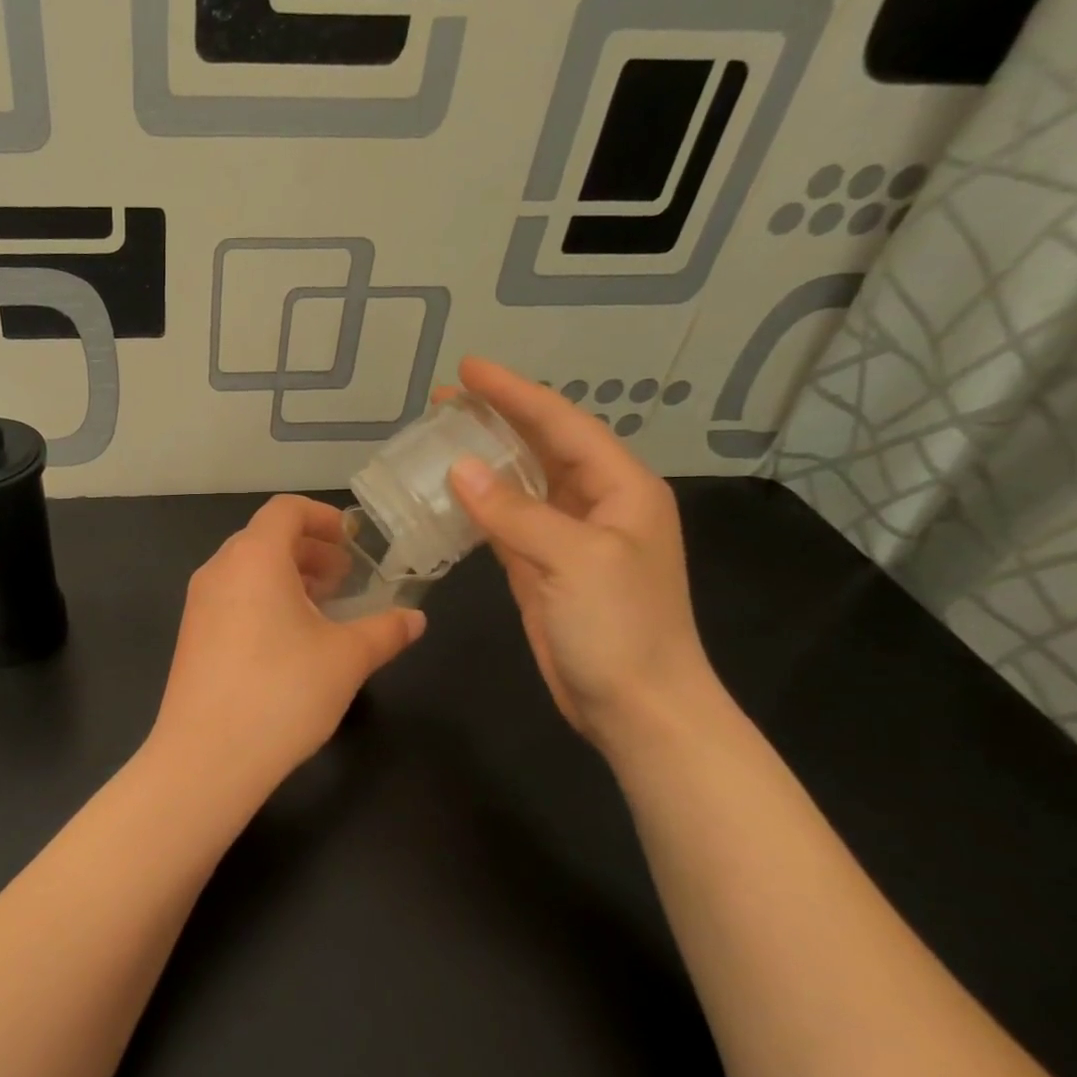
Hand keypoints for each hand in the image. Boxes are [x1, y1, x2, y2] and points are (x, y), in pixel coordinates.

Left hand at [149, 495, 424, 795]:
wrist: (207, 756)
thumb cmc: (282, 693)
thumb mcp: (347, 659)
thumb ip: (385, 630)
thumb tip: (415, 618)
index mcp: (254, 558)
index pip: (286, 510)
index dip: (323, 517)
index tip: (353, 540)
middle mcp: (219, 570)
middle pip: (265, 538)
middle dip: (310, 551)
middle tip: (345, 579)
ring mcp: (198, 604)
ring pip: (247, 570)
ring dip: (287, 577)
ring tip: (323, 609)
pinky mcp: (191, 636)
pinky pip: (232, 598)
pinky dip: (264, 600)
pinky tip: (289, 641)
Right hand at [445, 358, 712, 742]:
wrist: (636, 706)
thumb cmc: (619, 627)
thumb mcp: (573, 559)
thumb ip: (515, 512)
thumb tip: (458, 470)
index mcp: (620, 489)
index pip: (561, 425)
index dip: (514, 394)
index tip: (467, 370)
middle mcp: (596, 505)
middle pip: (541, 448)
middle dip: (497, 419)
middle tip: (444, 399)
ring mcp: (568, 540)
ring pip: (521, 485)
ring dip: (484, 461)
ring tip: (440, 438)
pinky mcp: (543, 571)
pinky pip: (506, 526)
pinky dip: (479, 508)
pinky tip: (450, 496)